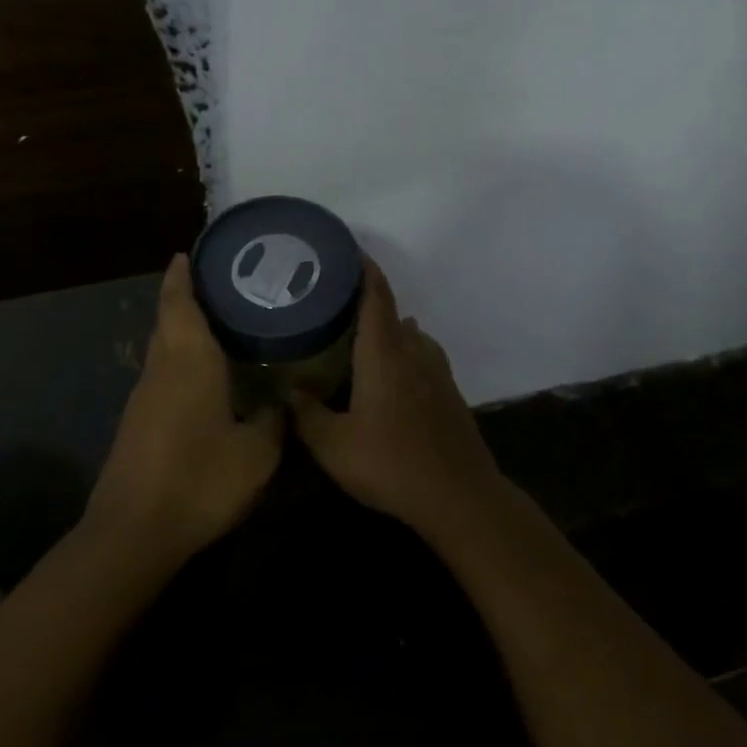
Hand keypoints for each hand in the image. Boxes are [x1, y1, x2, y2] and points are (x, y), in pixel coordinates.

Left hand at [84, 255, 284, 563]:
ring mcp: (144, 396)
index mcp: (188, 361)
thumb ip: (274, 422)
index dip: (182, 275)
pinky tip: (207, 374)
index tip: (191, 252)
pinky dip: (181, 358)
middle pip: (167, 319)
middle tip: (223, 284)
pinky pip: (163, 372)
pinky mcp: (138, 422)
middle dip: (185, 296)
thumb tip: (283, 402)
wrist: (133, 533)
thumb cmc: (198, 480)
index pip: (178, 303)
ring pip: (163, 346)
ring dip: (183, 327)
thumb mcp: (256, 454)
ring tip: (222, 322)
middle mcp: (161, 368)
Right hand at [291, 260, 508, 539]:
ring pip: (411, 336)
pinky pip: (423, 357)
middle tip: (336, 306)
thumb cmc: (391, 463)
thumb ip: (306, 414)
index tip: (348, 250)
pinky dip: (405, 354)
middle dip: (367, 303)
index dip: (364, 269)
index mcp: (385, 352)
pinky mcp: (450, 393)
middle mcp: (414, 351)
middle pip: (392, 313)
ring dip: (389, 331)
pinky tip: (391, 377)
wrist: (459, 496)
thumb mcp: (334, 446)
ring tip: (360, 341)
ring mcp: (438, 371)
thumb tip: (287, 389)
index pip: (377, 296)